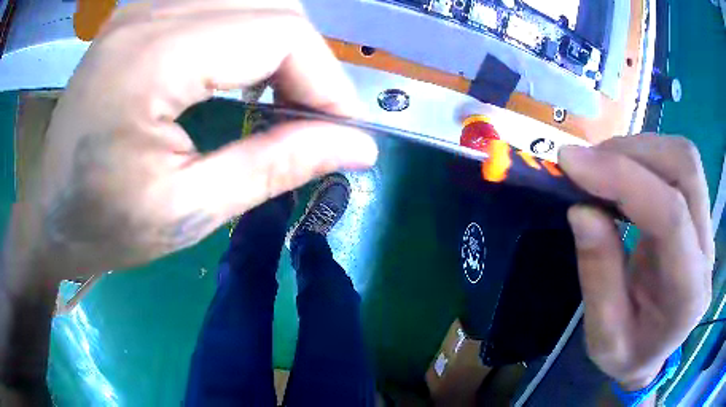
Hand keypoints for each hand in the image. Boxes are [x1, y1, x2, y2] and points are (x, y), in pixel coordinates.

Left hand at [11, 0, 377, 283]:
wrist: (48, 213)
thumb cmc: (103, 227)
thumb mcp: (188, 211)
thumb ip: (276, 167)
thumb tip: (358, 147)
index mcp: (152, 60)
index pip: (279, 34)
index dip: (326, 79)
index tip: (342, 131)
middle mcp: (151, 13)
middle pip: (272, 7)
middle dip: (308, 62)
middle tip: (313, 119)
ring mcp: (144, 7)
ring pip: (253, 0)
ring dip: (282, 46)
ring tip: (283, 99)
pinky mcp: (141, 14)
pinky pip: (221, 4)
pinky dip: (250, 34)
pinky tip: (241, 73)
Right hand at [559, 136, 713, 389]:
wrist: (654, 353)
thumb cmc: (629, 354)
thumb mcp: (603, 337)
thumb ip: (598, 276)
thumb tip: (581, 209)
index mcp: (689, 294)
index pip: (670, 215)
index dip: (623, 178)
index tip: (572, 162)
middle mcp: (707, 251)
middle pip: (685, 169)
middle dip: (633, 153)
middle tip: (587, 164)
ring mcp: (706, 228)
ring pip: (682, 158)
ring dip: (637, 149)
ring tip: (601, 168)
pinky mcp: (698, 213)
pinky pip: (677, 165)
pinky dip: (643, 156)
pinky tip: (621, 174)